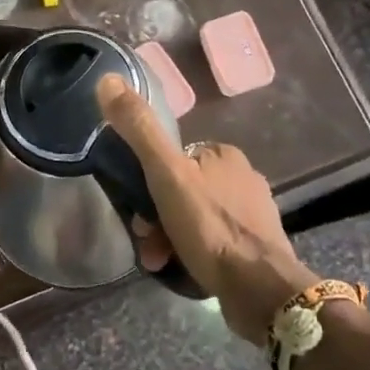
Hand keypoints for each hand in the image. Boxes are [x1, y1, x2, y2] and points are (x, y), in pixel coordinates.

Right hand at [97, 74, 315, 344]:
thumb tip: (109, 80)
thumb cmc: (211, 227)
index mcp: (224, 153)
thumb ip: (140, 130)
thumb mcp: (166, 174)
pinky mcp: (258, 245)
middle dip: (159, 216)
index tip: (137, 209)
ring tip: (161, 263)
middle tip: (147, 242)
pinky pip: (215, 241)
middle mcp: (243, 176)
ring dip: (172, 238)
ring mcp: (254, 212)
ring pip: (197, 217)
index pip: (174, 158)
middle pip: (184, 190)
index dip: (150, 182)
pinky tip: (186, 269)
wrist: (260, 290)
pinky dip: (195, 252)